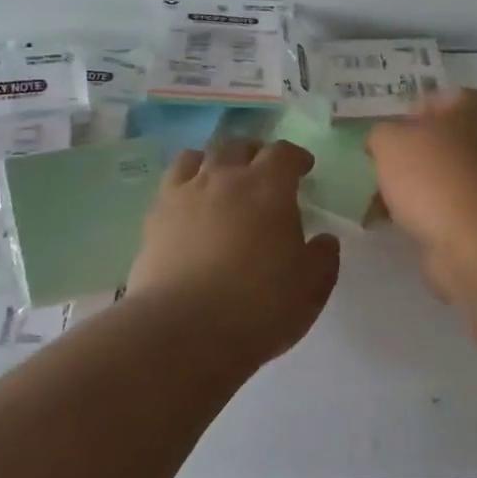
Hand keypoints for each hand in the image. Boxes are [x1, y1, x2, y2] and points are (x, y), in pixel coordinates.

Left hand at [127, 138, 340, 362]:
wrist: (184, 331)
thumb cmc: (259, 305)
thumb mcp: (310, 287)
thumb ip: (322, 258)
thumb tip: (323, 240)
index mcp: (268, 187)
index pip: (283, 153)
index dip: (295, 157)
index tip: (303, 168)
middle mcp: (223, 178)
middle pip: (237, 146)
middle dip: (254, 153)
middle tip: (262, 170)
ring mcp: (183, 196)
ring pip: (196, 157)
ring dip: (213, 162)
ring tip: (219, 179)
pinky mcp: (153, 220)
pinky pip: (169, 187)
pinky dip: (184, 188)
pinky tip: (189, 209)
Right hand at [367, 89, 476, 300]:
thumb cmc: (435, 176)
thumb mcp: (390, 142)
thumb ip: (380, 135)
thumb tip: (383, 144)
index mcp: (470, 106)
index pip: (429, 101)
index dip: (399, 118)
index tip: (376, 141)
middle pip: (434, 142)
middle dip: (404, 159)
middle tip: (373, 173)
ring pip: (439, 178)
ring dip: (411, 190)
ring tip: (375, 205)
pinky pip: (446, 210)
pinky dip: (424, 217)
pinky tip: (397, 227)